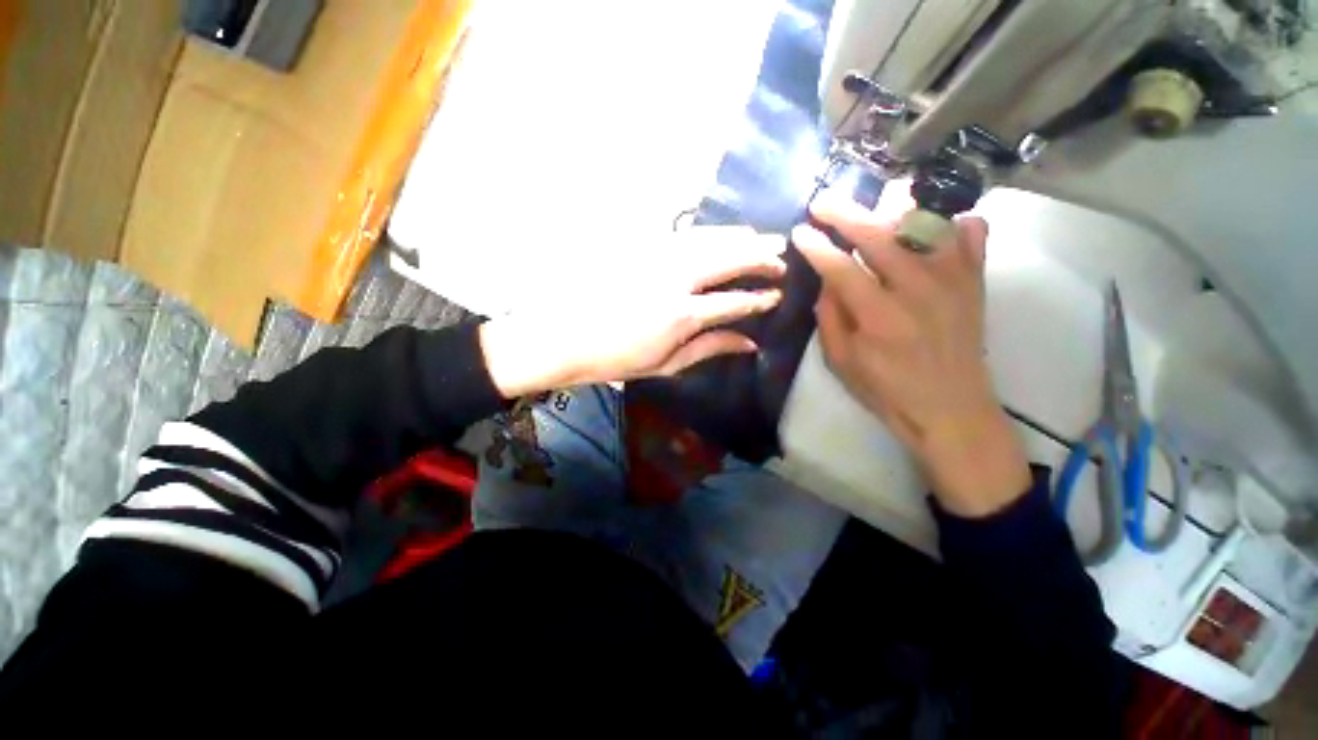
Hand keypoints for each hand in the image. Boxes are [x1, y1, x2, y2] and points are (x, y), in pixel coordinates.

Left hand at [479, 226, 785, 397]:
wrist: (563, 337)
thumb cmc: (615, 360)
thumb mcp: (666, 364)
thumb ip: (710, 348)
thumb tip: (750, 342)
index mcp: (681, 315)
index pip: (734, 301)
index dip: (759, 297)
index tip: (777, 294)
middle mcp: (674, 279)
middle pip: (727, 258)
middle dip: (759, 255)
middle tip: (781, 254)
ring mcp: (654, 257)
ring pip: (707, 238)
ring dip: (737, 236)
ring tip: (760, 237)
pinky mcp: (639, 247)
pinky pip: (682, 233)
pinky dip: (707, 232)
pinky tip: (719, 233)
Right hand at [793, 192, 1029, 516]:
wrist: (951, 409)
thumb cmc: (887, 390)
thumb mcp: (841, 362)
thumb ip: (829, 317)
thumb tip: (825, 281)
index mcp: (880, 316)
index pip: (841, 268)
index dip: (816, 247)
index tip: (800, 232)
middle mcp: (919, 290)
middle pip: (880, 236)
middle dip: (845, 214)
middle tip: (823, 201)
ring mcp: (953, 282)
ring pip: (926, 225)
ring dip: (895, 210)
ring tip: (875, 204)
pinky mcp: (974, 283)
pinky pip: (971, 236)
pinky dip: (954, 223)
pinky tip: (937, 224)